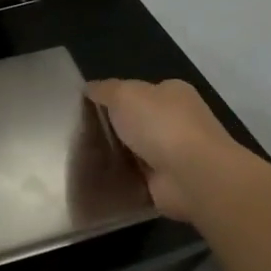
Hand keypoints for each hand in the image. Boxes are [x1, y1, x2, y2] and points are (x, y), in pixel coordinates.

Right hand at [86, 78, 260, 222]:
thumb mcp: (124, 94)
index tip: (85, 109)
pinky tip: (95, 179)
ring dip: (113, 155)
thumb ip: (105, 89)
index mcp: (172, 93)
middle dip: (111, 128)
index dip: (112, 98)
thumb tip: (88, 88)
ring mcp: (174, 153)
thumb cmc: (160, 125)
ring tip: (79, 157)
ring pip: (133, 150)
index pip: (138, 91)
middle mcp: (176, 121)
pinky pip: (134, 176)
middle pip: (134, 121)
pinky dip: (119, 178)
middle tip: (78, 135)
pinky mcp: (167, 181)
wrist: (192, 175)